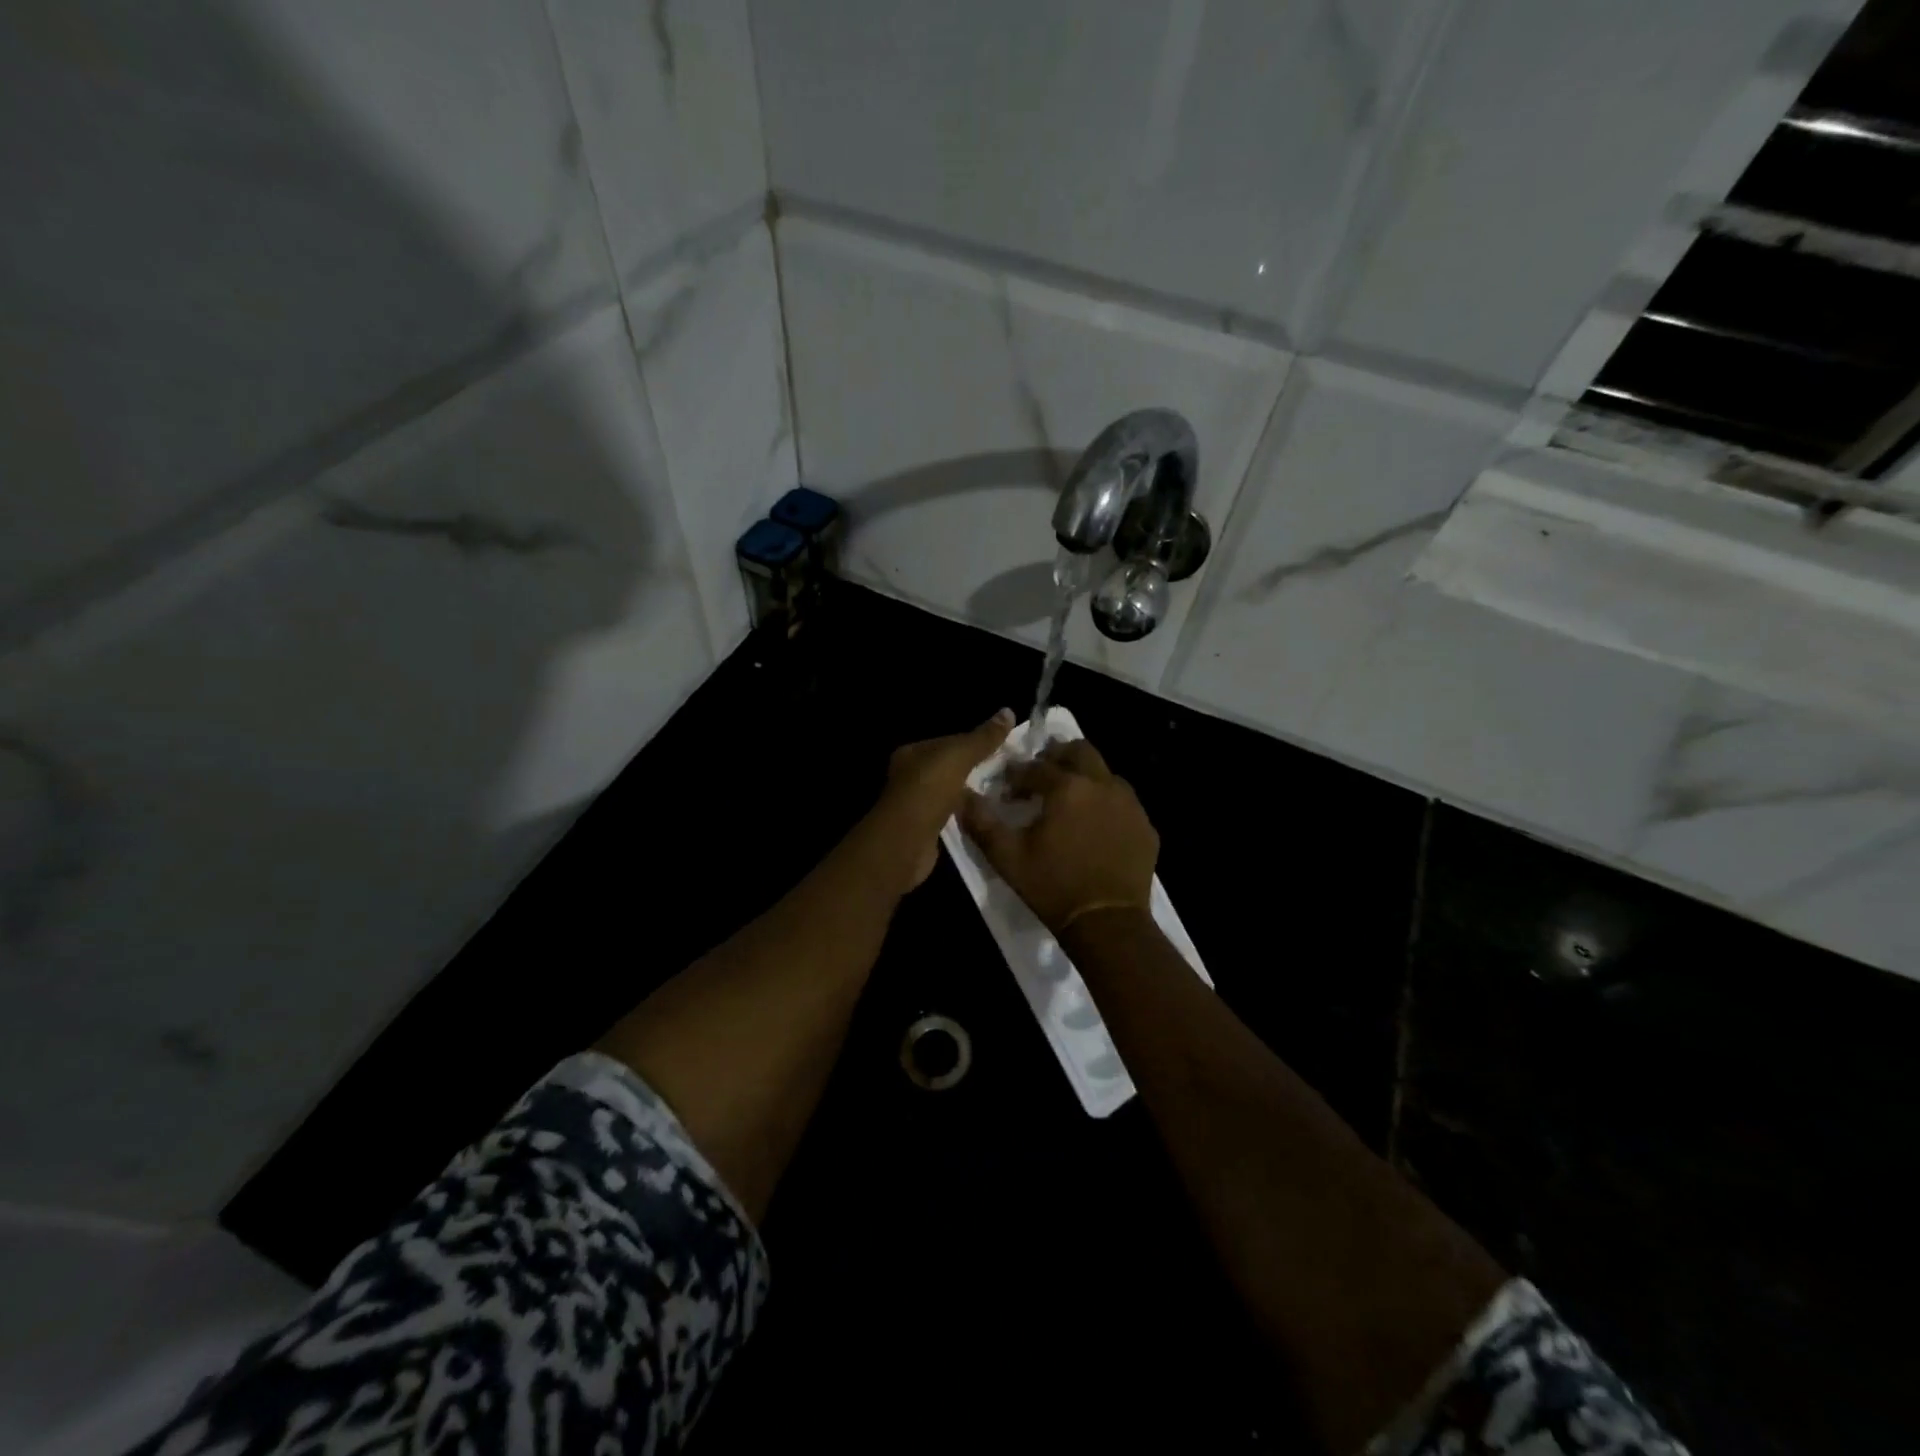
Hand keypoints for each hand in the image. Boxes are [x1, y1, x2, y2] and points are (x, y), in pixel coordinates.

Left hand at [870, 710, 1015, 889]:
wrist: (908, 839)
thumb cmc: (929, 788)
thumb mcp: (960, 755)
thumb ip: (983, 737)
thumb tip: (1009, 711)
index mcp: (913, 752)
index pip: (949, 741)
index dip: (976, 743)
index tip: (1003, 749)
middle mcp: (910, 775)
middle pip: (950, 767)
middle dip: (976, 770)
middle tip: (1007, 773)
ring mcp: (916, 803)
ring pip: (952, 792)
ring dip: (972, 793)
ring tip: (1003, 794)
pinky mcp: (925, 828)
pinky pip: (951, 815)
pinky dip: (967, 814)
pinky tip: (986, 815)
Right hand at [960, 738, 1158, 933]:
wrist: (1107, 923)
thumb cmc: (1052, 886)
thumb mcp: (1007, 857)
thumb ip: (982, 822)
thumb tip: (963, 796)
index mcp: (1067, 787)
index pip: (1035, 767)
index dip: (1016, 774)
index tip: (1006, 789)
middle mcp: (1102, 785)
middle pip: (1080, 751)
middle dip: (1058, 756)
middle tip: (1042, 774)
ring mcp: (1129, 805)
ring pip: (1105, 774)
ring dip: (1085, 778)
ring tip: (1070, 800)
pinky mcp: (1145, 827)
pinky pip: (1123, 803)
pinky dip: (1106, 804)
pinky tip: (1095, 826)